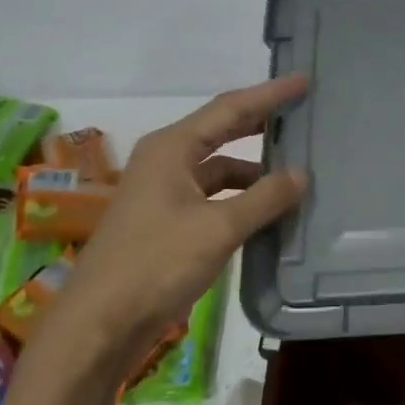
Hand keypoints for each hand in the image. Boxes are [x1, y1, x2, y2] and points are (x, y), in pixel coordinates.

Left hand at [46, 74, 308, 377]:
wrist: (100, 323)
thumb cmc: (156, 264)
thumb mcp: (219, 228)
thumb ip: (264, 198)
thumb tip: (302, 174)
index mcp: (172, 148)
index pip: (230, 108)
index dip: (269, 94)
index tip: (304, 80)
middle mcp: (166, 161)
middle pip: (223, 131)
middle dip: (262, 122)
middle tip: (303, 114)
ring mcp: (164, 192)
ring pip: (220, 168)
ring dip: (255, 169)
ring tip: (297, 170)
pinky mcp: (167, 221)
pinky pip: (214, 197)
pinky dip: (242, 198)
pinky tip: (269, 210)